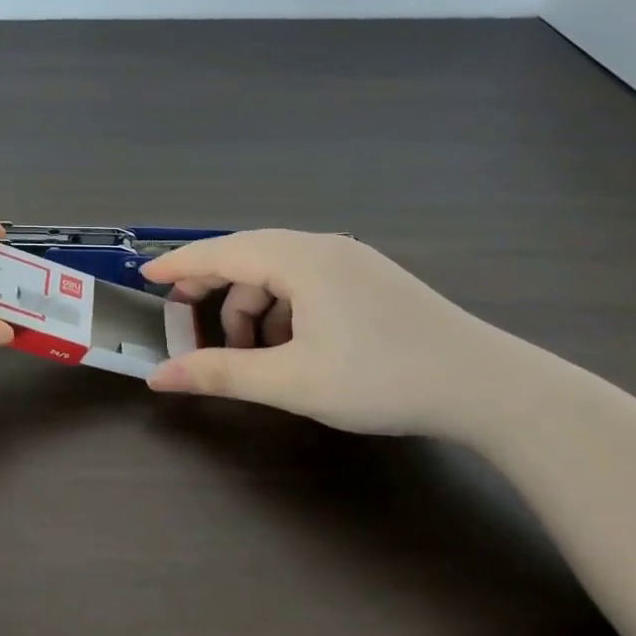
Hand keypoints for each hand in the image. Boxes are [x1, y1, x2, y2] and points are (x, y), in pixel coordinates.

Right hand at [141, 231, 513, 438]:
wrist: (491, 389)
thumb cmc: (383, 379)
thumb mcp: (293, 382)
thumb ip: (221, 374)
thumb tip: (159, 377)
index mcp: (301, 259)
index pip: (222, 251)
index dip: (179, 265)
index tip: (144, 277)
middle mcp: (323, 247)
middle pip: (247, 256)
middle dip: (212, 290)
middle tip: (184, 321)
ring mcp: (351, 260)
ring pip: (278, 272)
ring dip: (251, 308)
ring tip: (249, 355)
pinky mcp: (369, 279)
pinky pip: (305, 282)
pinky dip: (282, 309)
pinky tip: (289, 347)